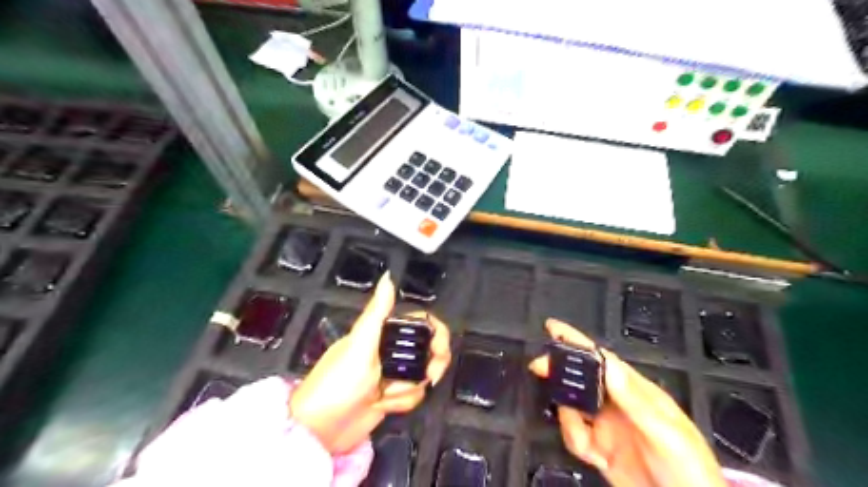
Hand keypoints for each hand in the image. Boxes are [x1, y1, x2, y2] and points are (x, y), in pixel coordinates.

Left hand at [292, 275, 454, 455]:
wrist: (321, 429)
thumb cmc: (339, 381)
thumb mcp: (359, 344)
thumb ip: (377, 312)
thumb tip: (388, 276)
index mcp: (384, 331)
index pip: (422, 324)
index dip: (437, 335)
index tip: (438, 352)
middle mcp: (392, 349)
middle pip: (430, 350)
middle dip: (428, 368)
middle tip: (426, 379)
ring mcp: (394, 373)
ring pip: (423, 376)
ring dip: (407, 389)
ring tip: (384, 396)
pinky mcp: (393, 396)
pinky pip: (414, 395)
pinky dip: (401, 403)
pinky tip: (382, 406)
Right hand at [529, 319, 725, 486]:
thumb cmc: (689, 470)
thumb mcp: (665, 433)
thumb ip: (634, 401)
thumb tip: (610, 364)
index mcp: (636, 392)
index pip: (602, 359)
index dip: (578, 342)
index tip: (553, 328)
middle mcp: (617, 404)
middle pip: (581, 378)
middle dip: (560, 372)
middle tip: (539, 368)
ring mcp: (606, 426)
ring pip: (571, 408)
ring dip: (570, 420)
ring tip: (587, 439)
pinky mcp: (599, 448)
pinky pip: (573, 435)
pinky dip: (575, 441)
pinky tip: (593, 455)